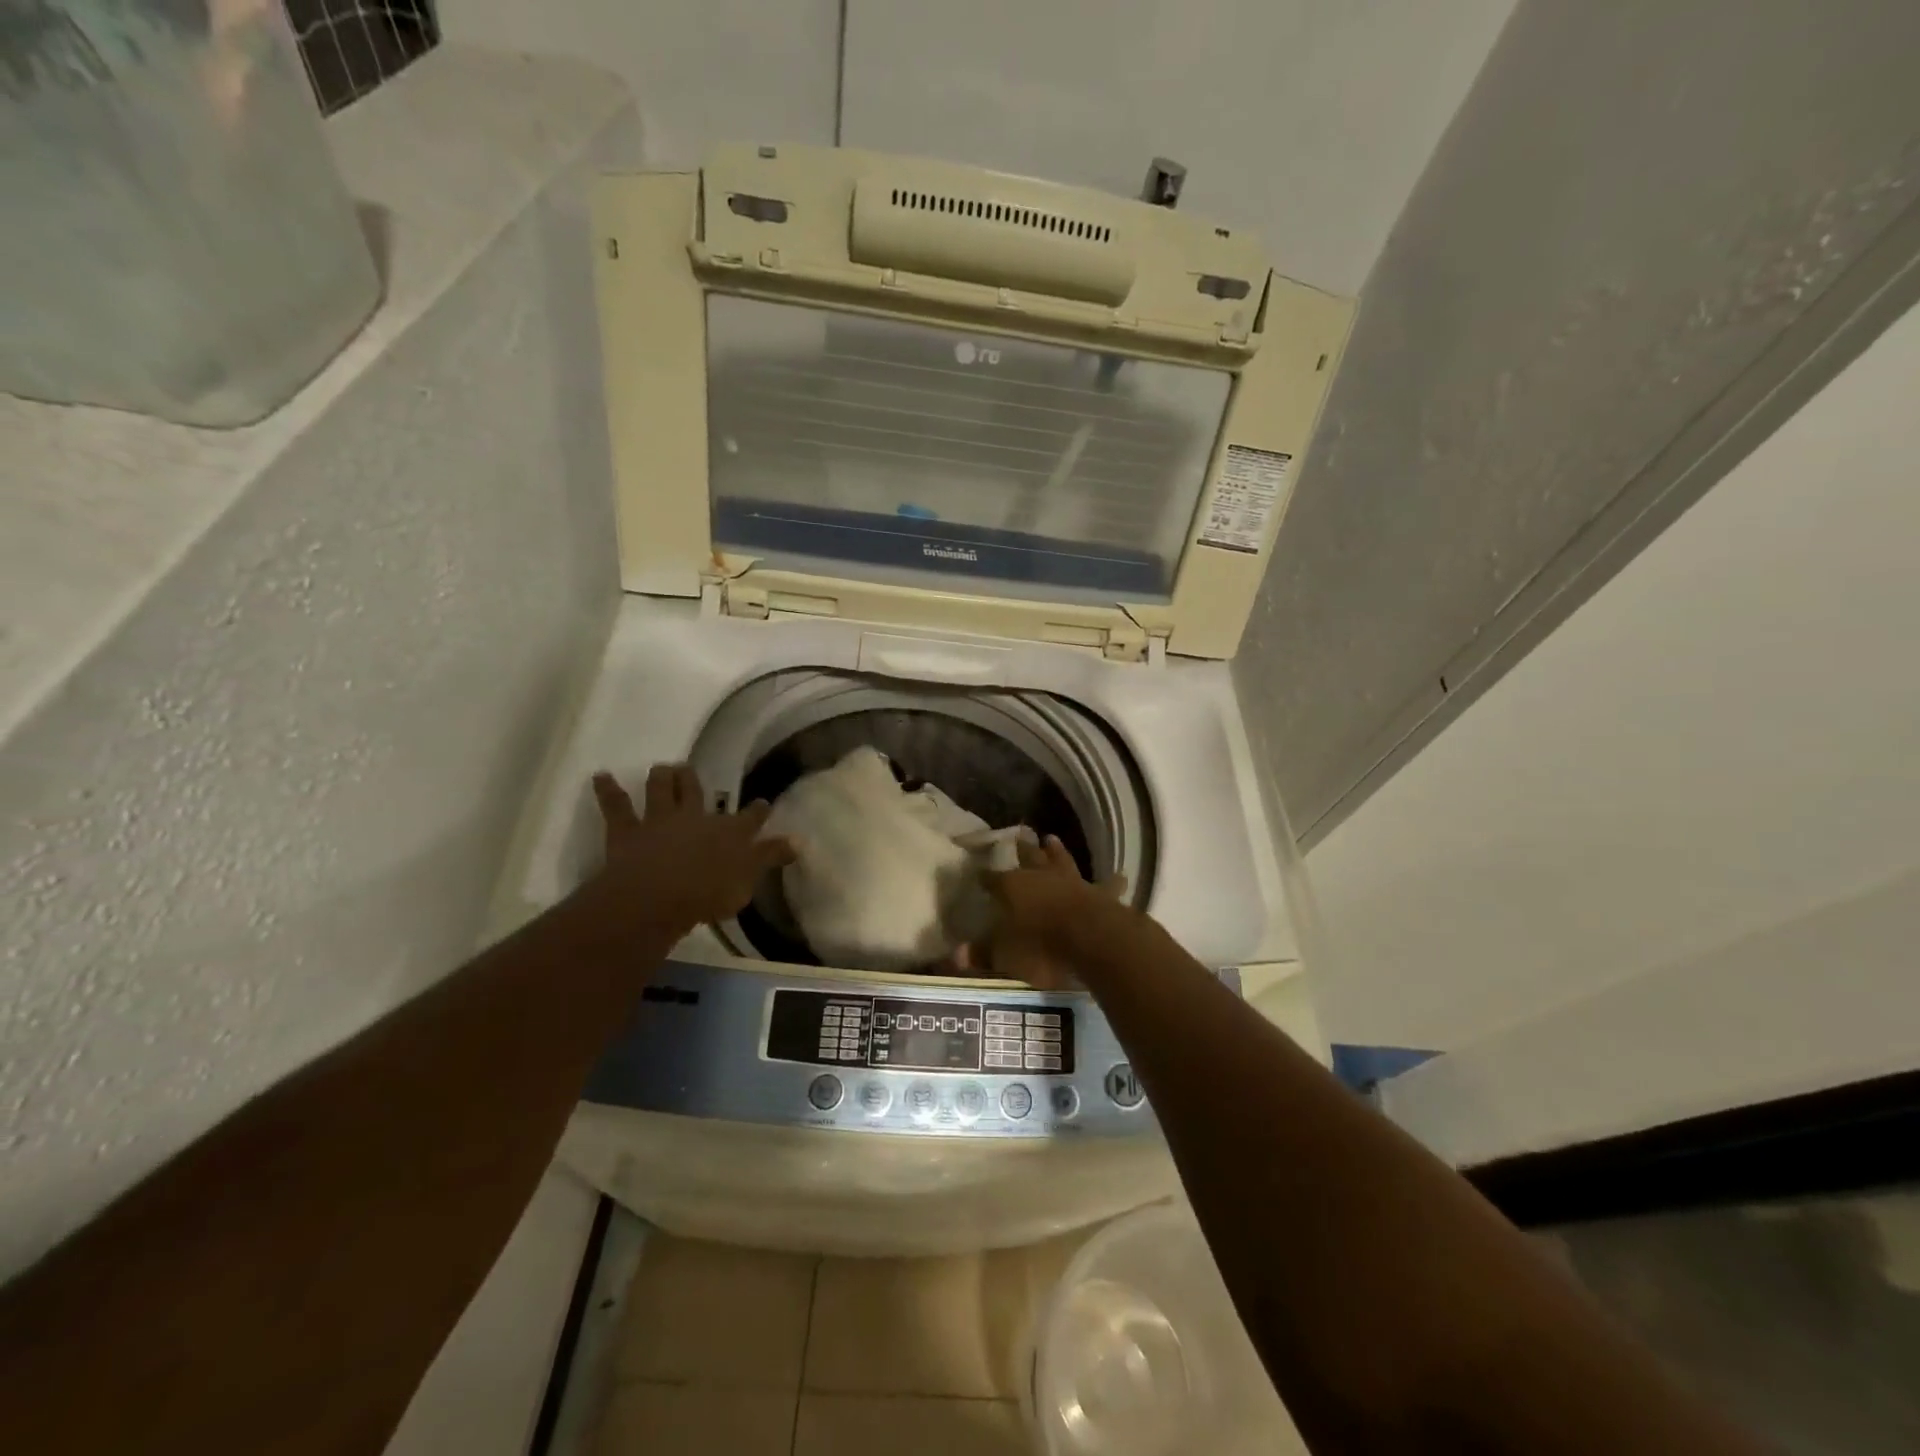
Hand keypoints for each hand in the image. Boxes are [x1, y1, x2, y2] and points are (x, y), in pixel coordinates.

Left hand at [589, 765, 793, 935]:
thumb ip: (769, 859)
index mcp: (729, 833)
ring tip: (662, 767)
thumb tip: (798, 842)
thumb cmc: (708, 893)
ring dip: (661, 778)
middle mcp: (695, 818)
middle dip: (694, 781)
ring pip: (661, 790)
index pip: (749, 818)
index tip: (763, 803)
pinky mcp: (627, 831)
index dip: (757, 811)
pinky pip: (616, 806)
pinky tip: (600, 776)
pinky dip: (608, 790)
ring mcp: (660, 821)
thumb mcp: (748, 881)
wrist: (659, 896)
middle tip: (691, 771)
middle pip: (696, 793)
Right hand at [955, 835, 1130, 990]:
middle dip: (1022, 849)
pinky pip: (1106, 885)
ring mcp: (1073, 882)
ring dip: (1057, 852)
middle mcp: (1041, 878)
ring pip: (1062, 861)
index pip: (992, 879)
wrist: (1093, 942)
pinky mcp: (1101, 894)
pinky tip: (1119, 875)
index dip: (985, 877)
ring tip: (1052, 838)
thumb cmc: (1042, 947)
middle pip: (1028, 858)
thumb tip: (954, 955)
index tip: (978, 873)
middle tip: (1019, 836)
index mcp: (1013, 888)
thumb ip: (982, 954)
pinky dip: (1111, 881)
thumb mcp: (1004, 957)